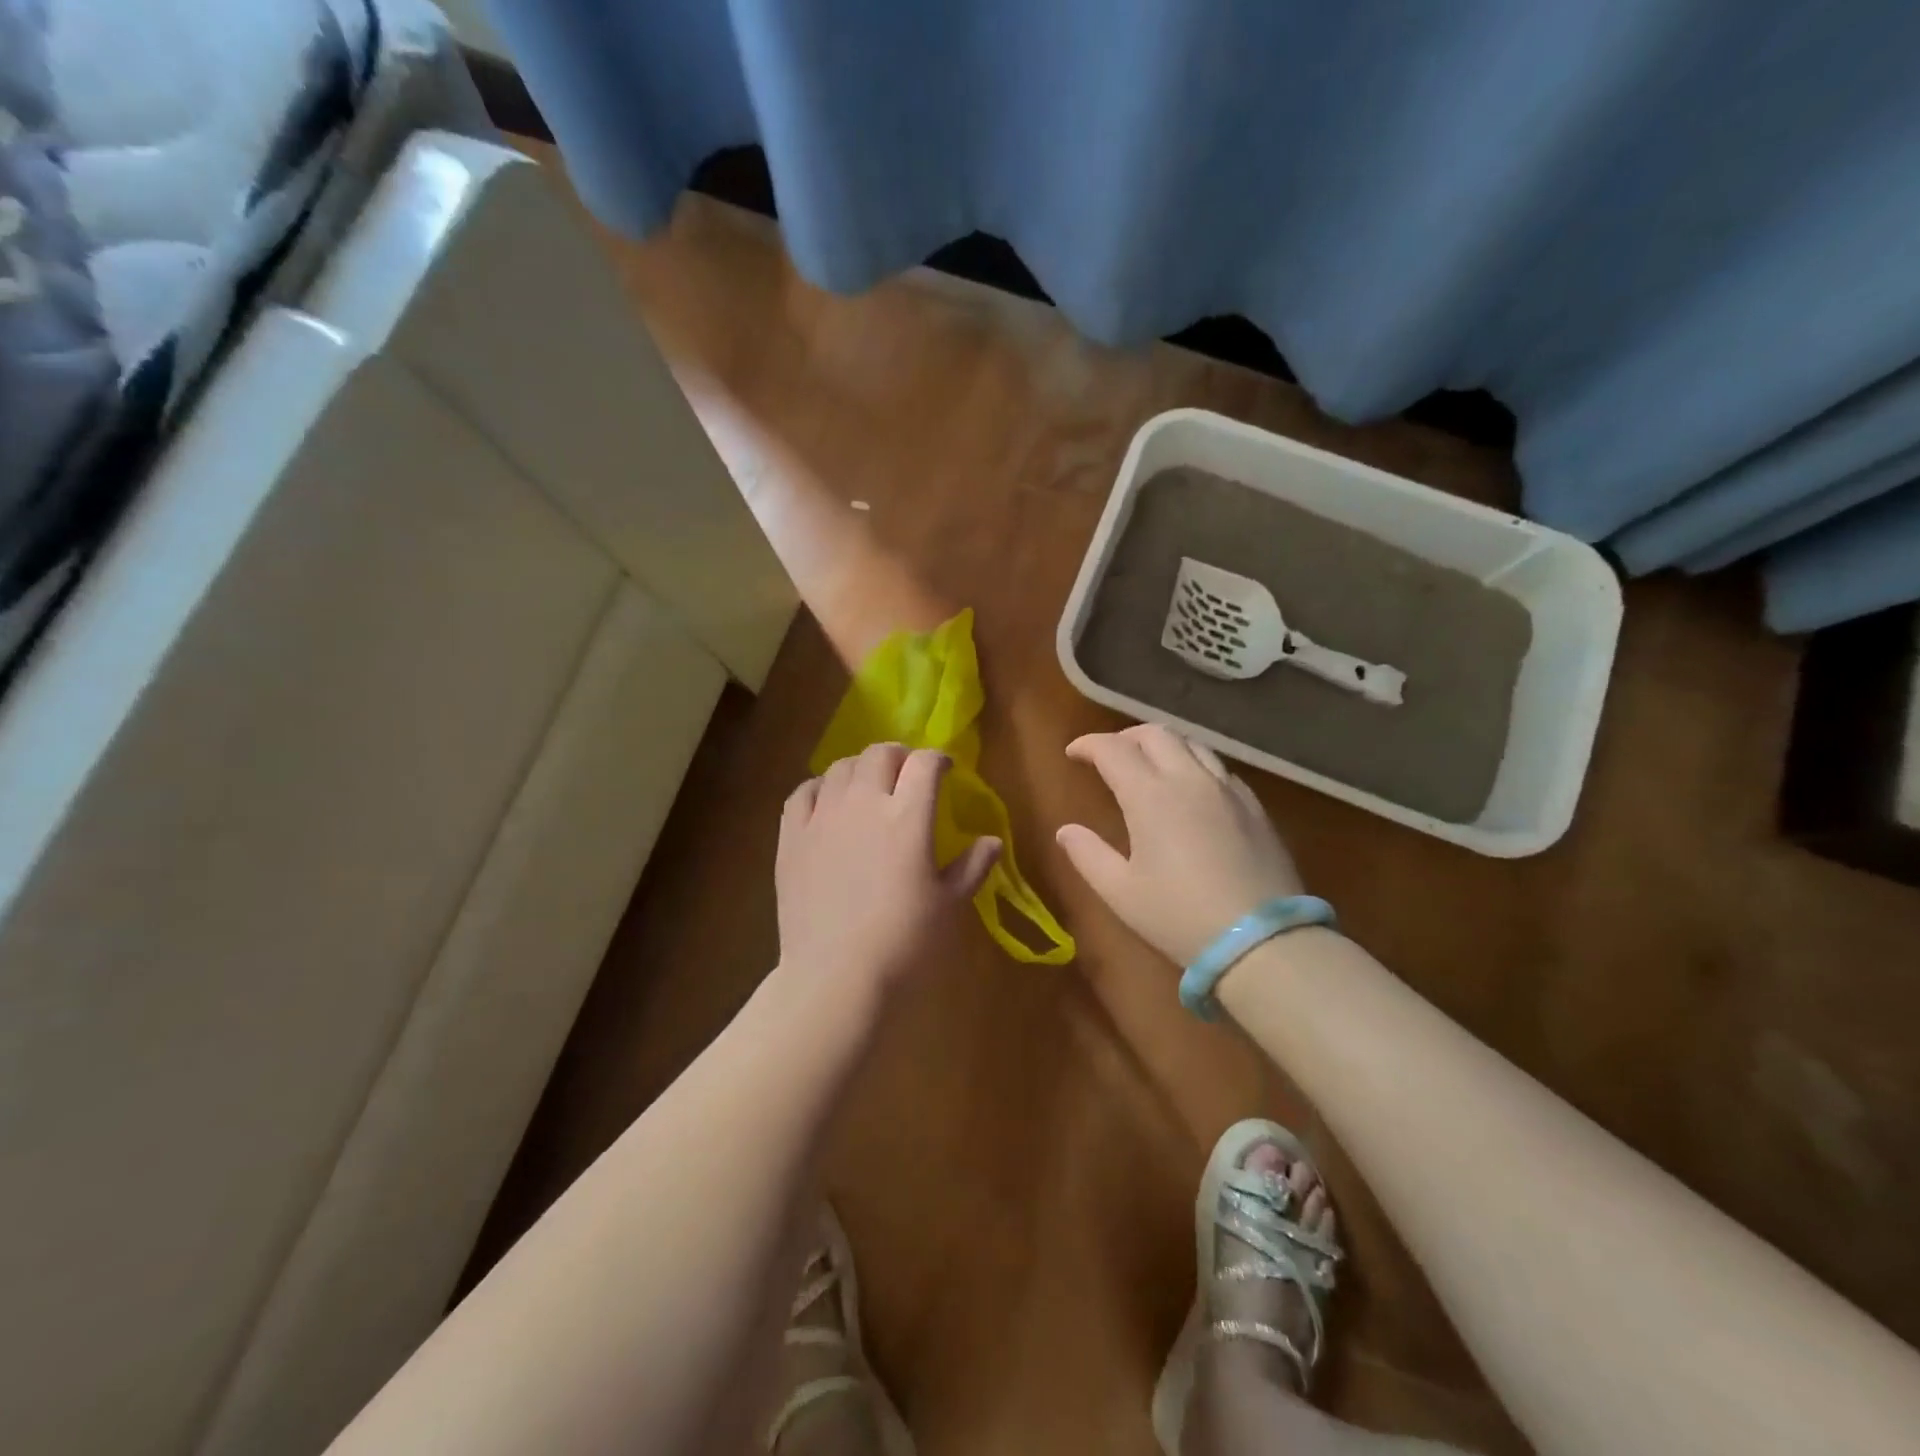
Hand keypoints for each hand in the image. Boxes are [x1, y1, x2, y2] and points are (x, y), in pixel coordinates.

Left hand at [776, 743, 1001, 1008]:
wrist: (835, 976)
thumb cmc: (904, 942)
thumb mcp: (949, 905)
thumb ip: (972, 866)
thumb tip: (993, 841)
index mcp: (908, 816)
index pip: (925, 763)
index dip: (938, 758)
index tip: (945, 770)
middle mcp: (864, 803)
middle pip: (880, 753)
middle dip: (899, 756)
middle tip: (907, 776)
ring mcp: (823, 816)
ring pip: (841, 766)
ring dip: (861, 768)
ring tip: (868, 788)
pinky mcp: (792, 836)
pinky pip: (803, 792)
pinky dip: (820, 788)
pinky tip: (828, 803)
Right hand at [1055, 724, 1303, 965]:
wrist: (1262, 941)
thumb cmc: (1179, 916)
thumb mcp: (1120, 892)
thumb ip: (1088, 855)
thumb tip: (1066, 831)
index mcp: (1151, 795)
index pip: (1113, 750)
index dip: (1088, 744)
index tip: (1073, 753)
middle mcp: (1190, 779)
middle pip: (1156, 734)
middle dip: (1125, 737)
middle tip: (1109, 755)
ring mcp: (1228, 790)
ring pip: (1193, 744)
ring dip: (1163, 745)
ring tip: (1149, 764)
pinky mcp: (1255, 807)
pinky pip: (1219, 769)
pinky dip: (1194, 765)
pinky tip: (1192, 790)